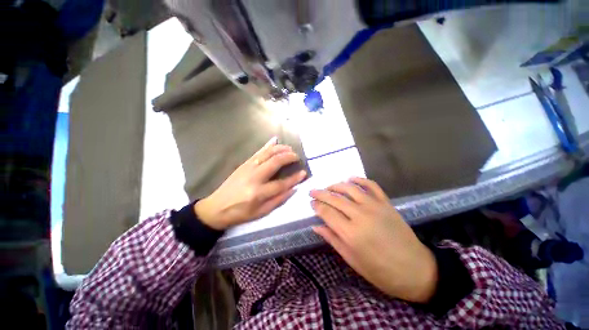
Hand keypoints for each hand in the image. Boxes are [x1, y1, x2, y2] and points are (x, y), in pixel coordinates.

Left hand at [195, 137, 306, 229]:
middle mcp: (254, 177)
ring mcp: (248, 168)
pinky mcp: (243, 164)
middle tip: (297, 157)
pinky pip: (257, 152)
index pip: (281, 183)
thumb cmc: (240, 213)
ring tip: (289, 148)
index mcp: (258, 193)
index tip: (304, 173)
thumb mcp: (261, 212)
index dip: (294, 178)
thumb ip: (278, 200)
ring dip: (280, 149)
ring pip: (267, 154)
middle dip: (288, 157)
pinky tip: (274, 140)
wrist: (216, 207)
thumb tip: (293, 189)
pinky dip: (267, 145)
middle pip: (275, 162)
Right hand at [310, 178, 437, 302]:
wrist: (415, 270)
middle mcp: (361, 215)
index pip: (327, 212)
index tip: (311, 203)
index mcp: (351, 233)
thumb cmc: (380, 271)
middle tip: (312, 192)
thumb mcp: (352, 259)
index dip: (317, 206)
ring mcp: (375, 206)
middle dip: (321, 193)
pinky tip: (351, 179)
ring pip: (350, 188)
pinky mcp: (386, 203)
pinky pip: (371, 185)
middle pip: (335, 198)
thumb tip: (316, 226)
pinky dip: (359, 179)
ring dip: (336, 185)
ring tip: (328, 187)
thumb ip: (332, 239)